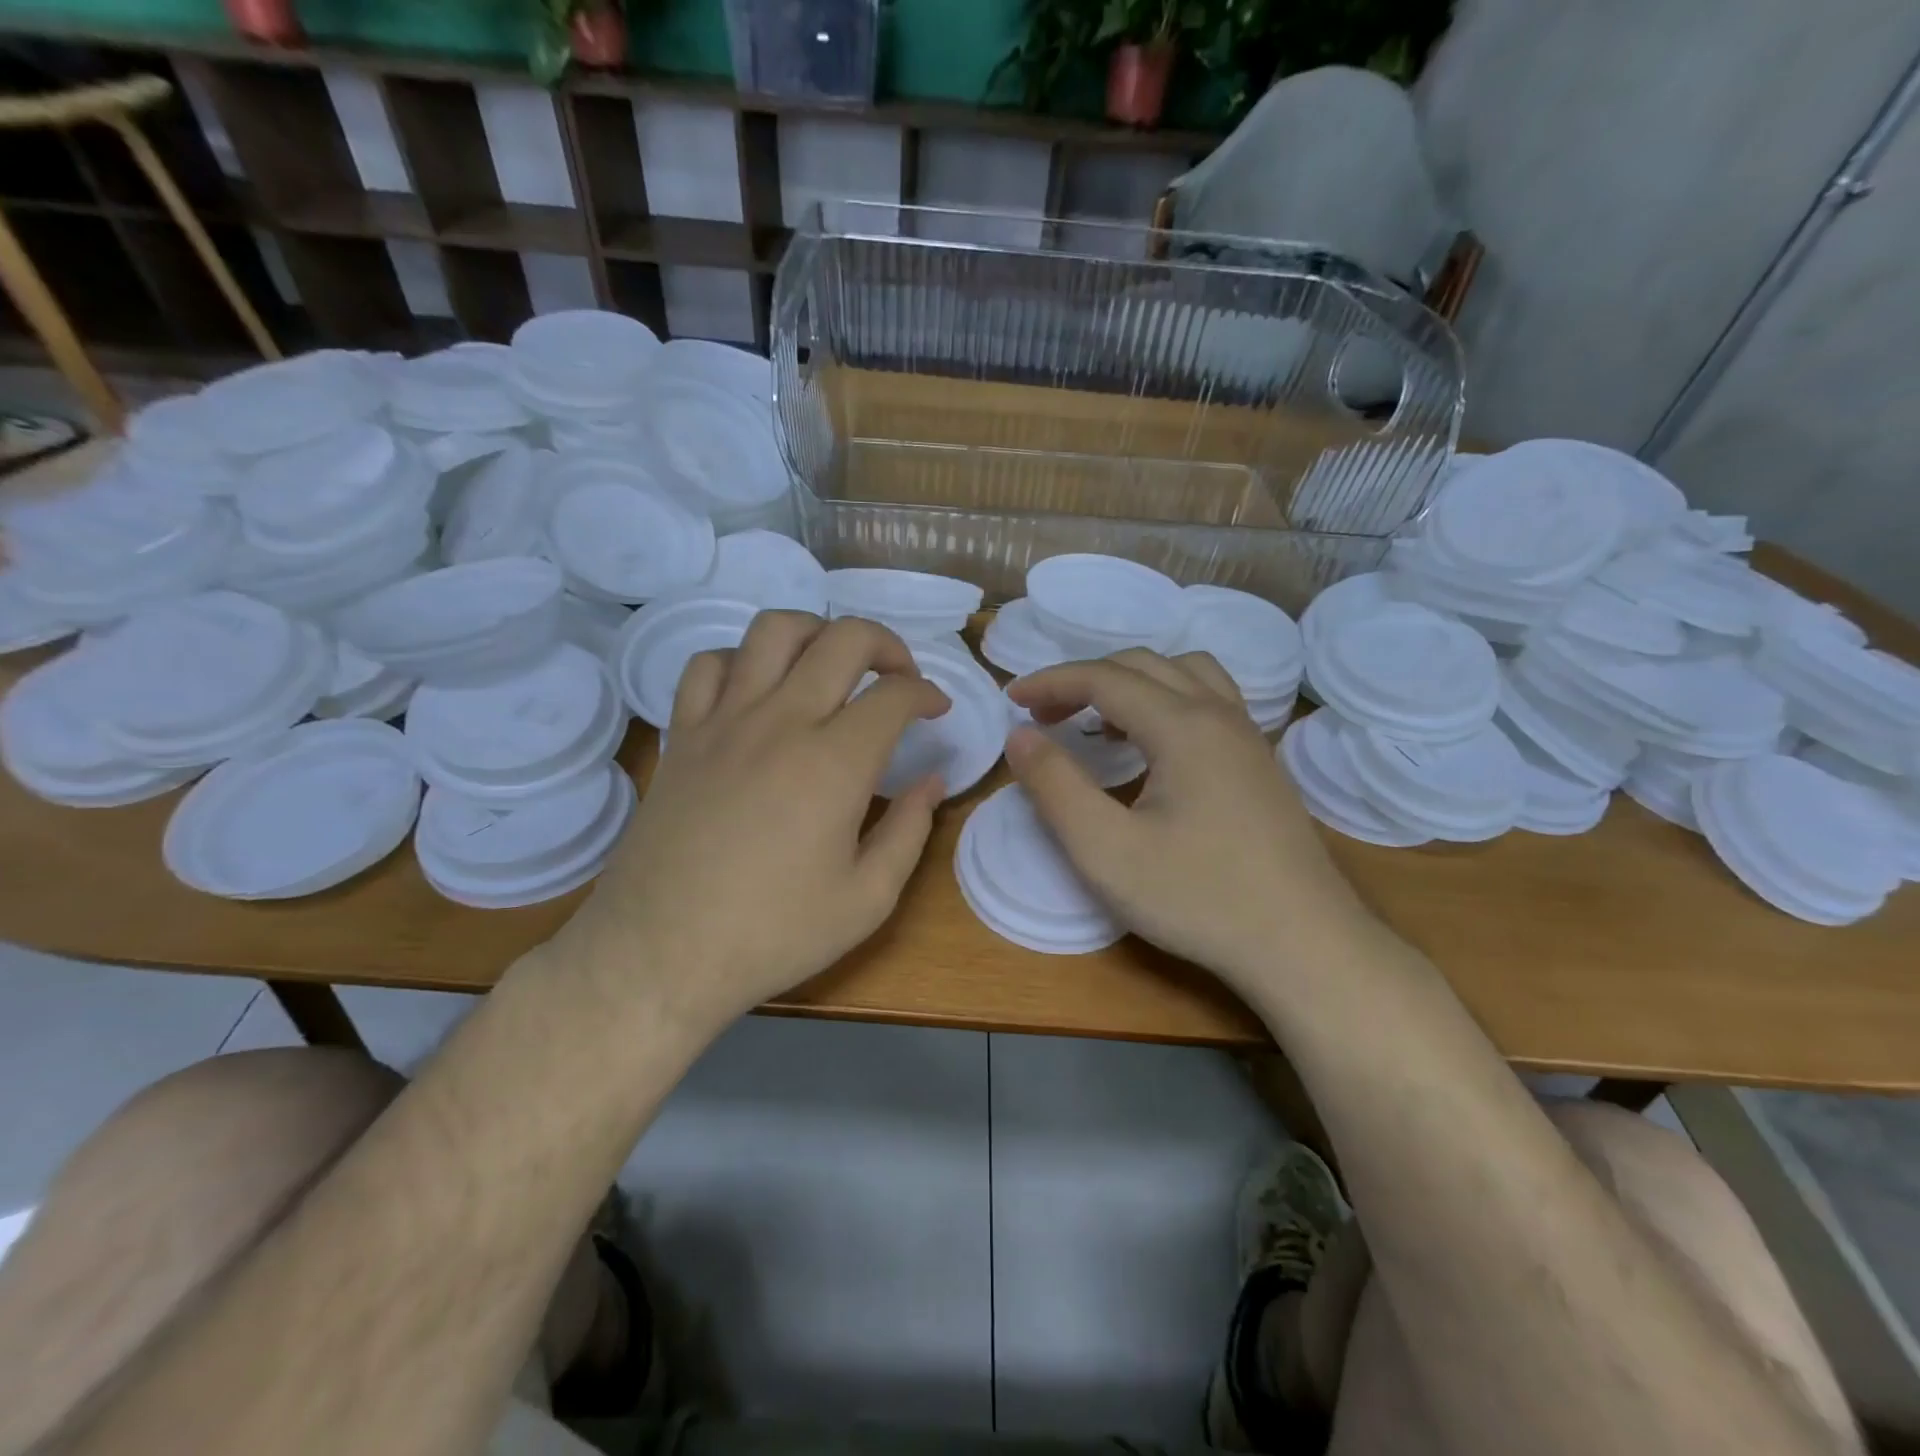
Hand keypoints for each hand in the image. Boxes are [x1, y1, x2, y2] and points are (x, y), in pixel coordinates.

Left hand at [559, 612, 949, 1028]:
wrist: (659, 954)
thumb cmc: (772, 934)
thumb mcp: (866, 899)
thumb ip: (910, 831)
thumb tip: (933, 781)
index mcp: (835, 762)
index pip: (894, 694)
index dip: (926, 693)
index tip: (936, 710)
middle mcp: (782, 721)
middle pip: (843, 639)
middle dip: (887, 644)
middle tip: (899, 676)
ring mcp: (724, 721)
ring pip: (773, 631)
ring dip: (816, 633)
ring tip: (831, 664)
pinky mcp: (683, 734)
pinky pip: (708, 665)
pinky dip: (741, 661)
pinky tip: (757, 691)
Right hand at [1005, 650, 1377, 991]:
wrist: (1304, 945)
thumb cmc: (1198, 898)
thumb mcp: (1105, 850)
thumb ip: (1055, 786)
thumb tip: (1021, 735)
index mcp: (1182, 725)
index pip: (1104, 678)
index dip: (1051, 681)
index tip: (1010, 699)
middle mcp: (1219, 715)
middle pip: (1143, 665)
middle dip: (1085, 679)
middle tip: (1044, 715)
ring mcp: (1248, 737)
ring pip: (1184, 674)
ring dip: (1131, 683)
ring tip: (1099, 723)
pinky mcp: (1261, 763)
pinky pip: (1209, 701)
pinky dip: (1166, 700)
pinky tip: (1153, 746)